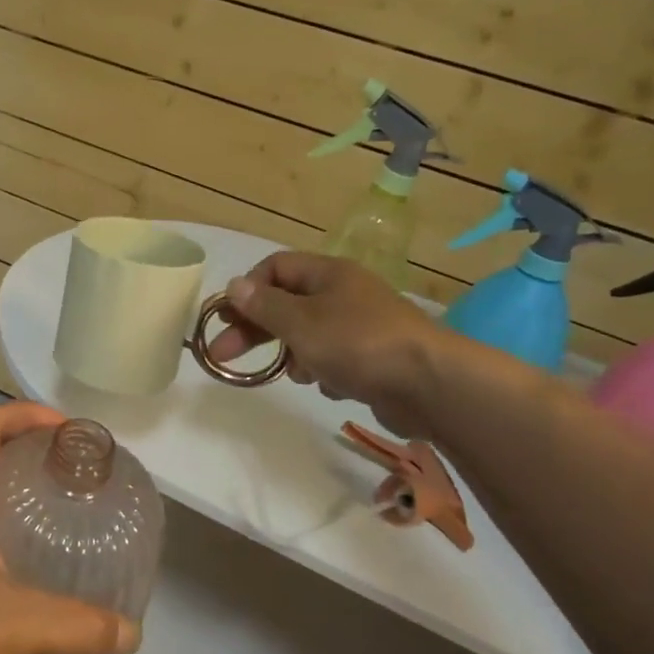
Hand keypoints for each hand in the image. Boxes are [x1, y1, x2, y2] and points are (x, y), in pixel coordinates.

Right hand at [205, 250, 447, 435]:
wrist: (429, 384)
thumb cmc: (356, 343)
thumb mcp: (299, 322)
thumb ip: (263, 305)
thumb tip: (234, 285)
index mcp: (328, 274)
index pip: (275, 268)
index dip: (247, 290)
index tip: (225, 318)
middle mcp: (345, 293)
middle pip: (287, 304)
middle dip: (256, 329)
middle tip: (223, 355)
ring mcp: (362, 325)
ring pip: (308, 334)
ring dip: (293, 354)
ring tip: (296, 374)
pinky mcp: (374, 357)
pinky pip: (334, 358)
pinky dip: (325, 371)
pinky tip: (331, 385)